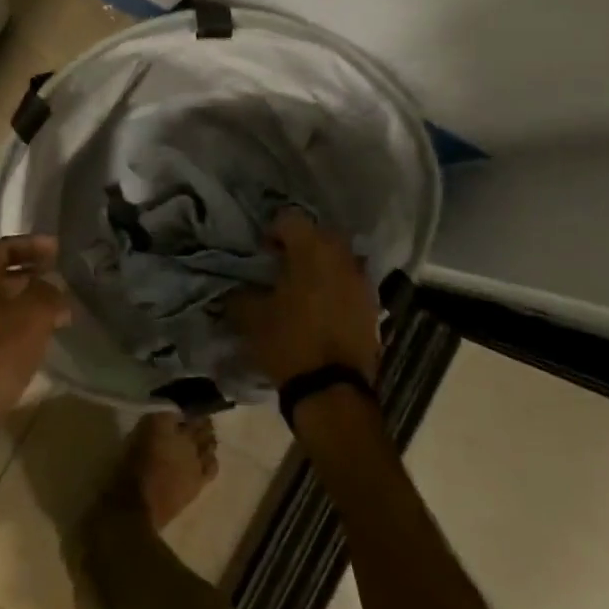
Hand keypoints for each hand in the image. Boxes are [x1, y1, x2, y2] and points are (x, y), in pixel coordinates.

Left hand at [0, 234, 69, 454]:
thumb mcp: (34, 318)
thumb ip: (49, 295)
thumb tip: (54, 292)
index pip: (0, 249)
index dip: (30, 245)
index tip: (56, 250)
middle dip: (26, 277)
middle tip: (54, 282)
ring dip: (17, 308)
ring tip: (46, 317)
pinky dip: (4, 335)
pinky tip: (20, 351)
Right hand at [229, 211, 380, 385]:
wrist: (332, 390)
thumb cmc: (288, 343)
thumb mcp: (249, 316)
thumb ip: (240, 292)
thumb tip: (236, 284)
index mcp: (311, 249)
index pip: (289, 218)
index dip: (272, 232)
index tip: (262, 253)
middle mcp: (341, 256)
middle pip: (319, 234)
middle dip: (300, 245)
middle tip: (281, 266)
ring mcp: (362, 280)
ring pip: (338, 257)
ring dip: (321, 265)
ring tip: (303, 288)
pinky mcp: (373, 305)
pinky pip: (351, 282)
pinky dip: (336, 287)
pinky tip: (321, 308)